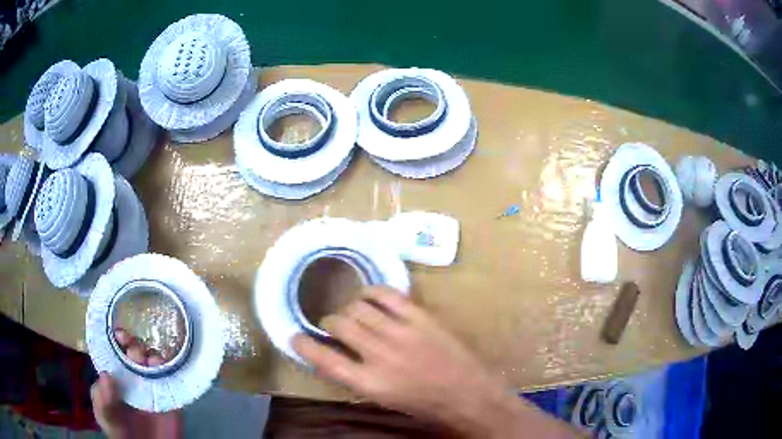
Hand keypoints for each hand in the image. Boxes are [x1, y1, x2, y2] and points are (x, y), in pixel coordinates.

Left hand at [90, 329, 181, 438]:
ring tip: (148, 360)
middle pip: (135, 351)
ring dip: (151, 354)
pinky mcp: (171, 397)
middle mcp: (134, 377)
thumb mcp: (105, 417)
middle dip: (134, 345)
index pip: (116, 351)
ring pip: (154, 361)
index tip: (119, 334)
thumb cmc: (121, 432)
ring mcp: (153, 386)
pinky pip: (172, 377)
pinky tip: (162, 365)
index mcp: (116, 377)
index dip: (117, 339)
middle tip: (133, 351)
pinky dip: (169, 367)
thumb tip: (106, 375)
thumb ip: (102, 399)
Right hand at [293, 287, 576, 437]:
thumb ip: (357, 377)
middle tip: (333, 326)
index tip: (295, 337)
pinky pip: (387, 294)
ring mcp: (401, 332)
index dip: (303, 345)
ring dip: (349, 308)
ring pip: (359, 307)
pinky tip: (370, 296)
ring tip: (354, 313)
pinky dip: (372, 292)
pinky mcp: (420, 317)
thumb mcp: (383, 400)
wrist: (469, 394)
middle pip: (339, 324)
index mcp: (369, 383)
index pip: (323, 359)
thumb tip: (338, 355)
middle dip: (329, 322)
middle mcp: (380, 355)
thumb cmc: (426, 405)